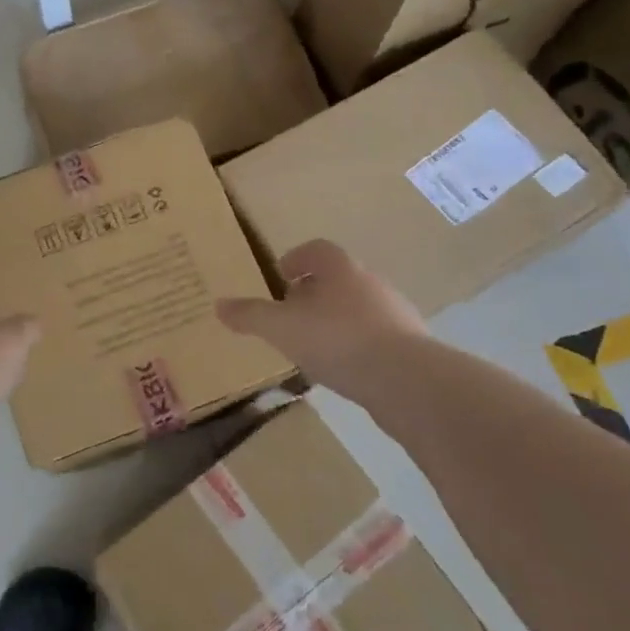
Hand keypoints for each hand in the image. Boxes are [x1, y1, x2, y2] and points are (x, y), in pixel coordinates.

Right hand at [217, 240, 426, 405]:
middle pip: (338, 278)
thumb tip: (219, 305)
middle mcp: (370, 283)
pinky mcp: (410, 346)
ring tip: (314, 345)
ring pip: (358, 308)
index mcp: (340, 269)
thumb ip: (250, 316)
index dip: (297, 259)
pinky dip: (356, 346)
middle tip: (291, 313)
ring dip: (336, 320)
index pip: (317, 250)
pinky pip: (375, 337)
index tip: (282, 276)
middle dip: (314, 292)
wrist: (406, 380)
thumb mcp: (281, 328)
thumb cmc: (337, 340)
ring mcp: (395, 314)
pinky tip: (343, 369)